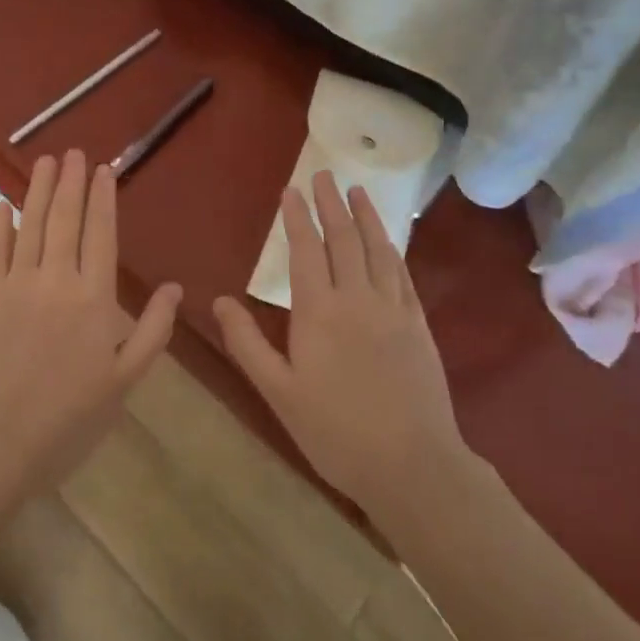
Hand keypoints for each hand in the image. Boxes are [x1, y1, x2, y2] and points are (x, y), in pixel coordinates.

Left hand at [0, 150, 181, 499]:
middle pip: (65, 219)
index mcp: (94, 297)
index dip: (103, 199)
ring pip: (31, 224)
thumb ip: (153, 330)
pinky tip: (2, 204)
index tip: (104, 169)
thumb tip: (175, 288)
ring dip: (39, 190)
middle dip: (71, 182)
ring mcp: (18, 283)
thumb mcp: (125, 380)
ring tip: (46, 161)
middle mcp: (56, 278)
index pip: (101, 233)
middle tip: (74, 152)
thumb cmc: (70, 414)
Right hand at [214, 171, 468, 523]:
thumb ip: (247, 343)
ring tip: (358, 190)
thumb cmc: (336, 431)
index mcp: (319, 311)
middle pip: (344, 238)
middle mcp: (357, 298)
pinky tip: (390, 239)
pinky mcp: (418, 325)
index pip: (306, 250)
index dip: (298, 217)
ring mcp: (393, 309)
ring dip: (366, 216)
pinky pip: (403, 274)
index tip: (291, 190)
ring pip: (378, 249)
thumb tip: (220, 300)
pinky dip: (393, 248)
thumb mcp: (279, 392)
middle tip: (323, 175)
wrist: (412, 466)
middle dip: (331, 203)